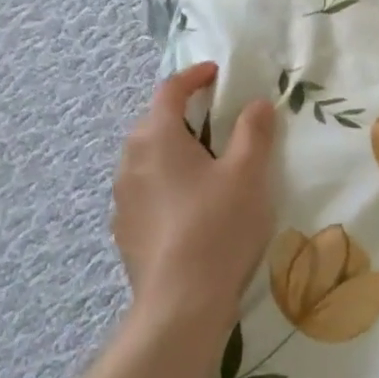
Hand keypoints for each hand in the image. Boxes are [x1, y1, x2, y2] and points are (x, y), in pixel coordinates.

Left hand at [112, 63, 277, 318]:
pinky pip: (146, 190)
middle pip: (154, 123)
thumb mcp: (249, 172)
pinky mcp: (125, 231)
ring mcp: (123, 199)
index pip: (169, 91)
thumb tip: (256, 103)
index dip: (193, 77)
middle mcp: (130, 161)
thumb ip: (254, 131)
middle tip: (218, 119)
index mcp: (157, 138)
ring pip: (148, 158)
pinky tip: (192, 204)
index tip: (216, 74)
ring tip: (206, 163)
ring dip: (174, 150)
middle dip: (183, 114)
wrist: (181, 303)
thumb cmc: (218, 225)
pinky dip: (167, 183)